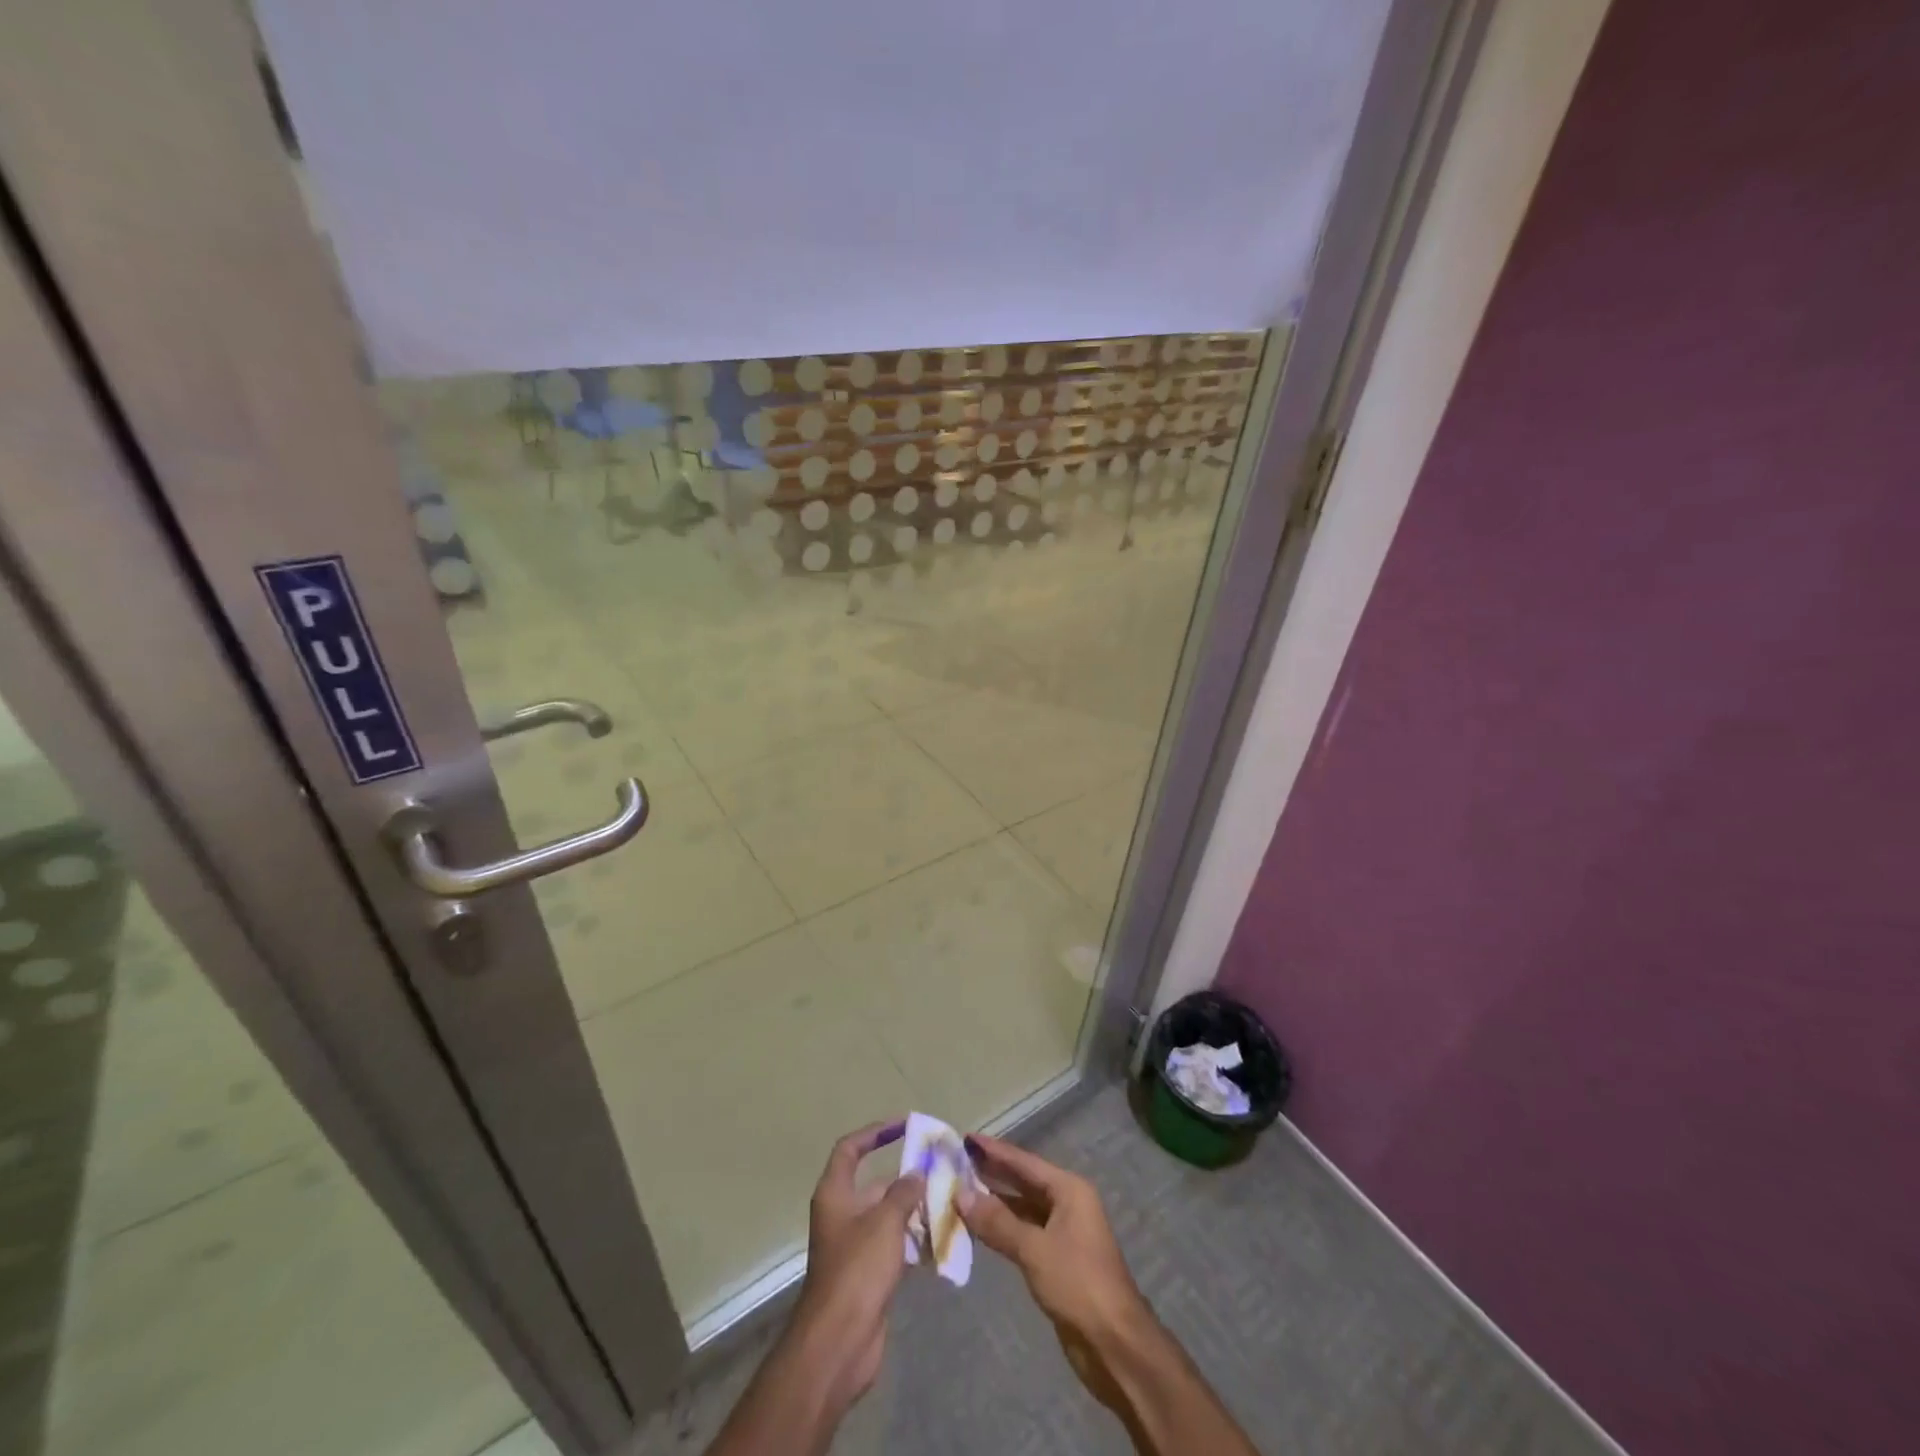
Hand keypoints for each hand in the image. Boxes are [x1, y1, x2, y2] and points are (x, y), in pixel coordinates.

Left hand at [790, 1119, 923, 1408]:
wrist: (839, 1342)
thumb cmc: (857, 1270)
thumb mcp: (885, 1221)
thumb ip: (904, 1192)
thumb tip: (916, 1173)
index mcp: (835, 1194)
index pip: (850, 1149)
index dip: (874, 1133)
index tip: (904, 1126)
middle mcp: (841, 1215)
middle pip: (875, 1185)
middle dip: (906, 1179)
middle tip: (941, 1172)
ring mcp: (854, 1247)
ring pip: (888, 1217)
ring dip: (914, 1211)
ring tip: (949, 1204)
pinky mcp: (867, 1275)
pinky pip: (893, 1246)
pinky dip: (914, 1241)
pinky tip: (941, 1240)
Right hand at [957, 1133, 1151, 1412]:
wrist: (1114, 1343)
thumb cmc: (1078, 1284)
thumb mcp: (1034, 1249)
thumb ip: (997, 1222)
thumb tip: (961, 1195)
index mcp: (1069, 1190)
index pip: (1024, 1162)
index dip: (995, 1150)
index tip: (966, 1138)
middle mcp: (1067, 1204)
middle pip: (1024, 1181)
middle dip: (992, 1173)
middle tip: (957, 1161)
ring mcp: (1063, 1232)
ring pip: (1022, 1208)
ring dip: (995, 1202)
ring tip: (960, 1191)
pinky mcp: (1056, 1259)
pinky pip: (1024, 1232)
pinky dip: (1003, 1228)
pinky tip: (980, 1227)